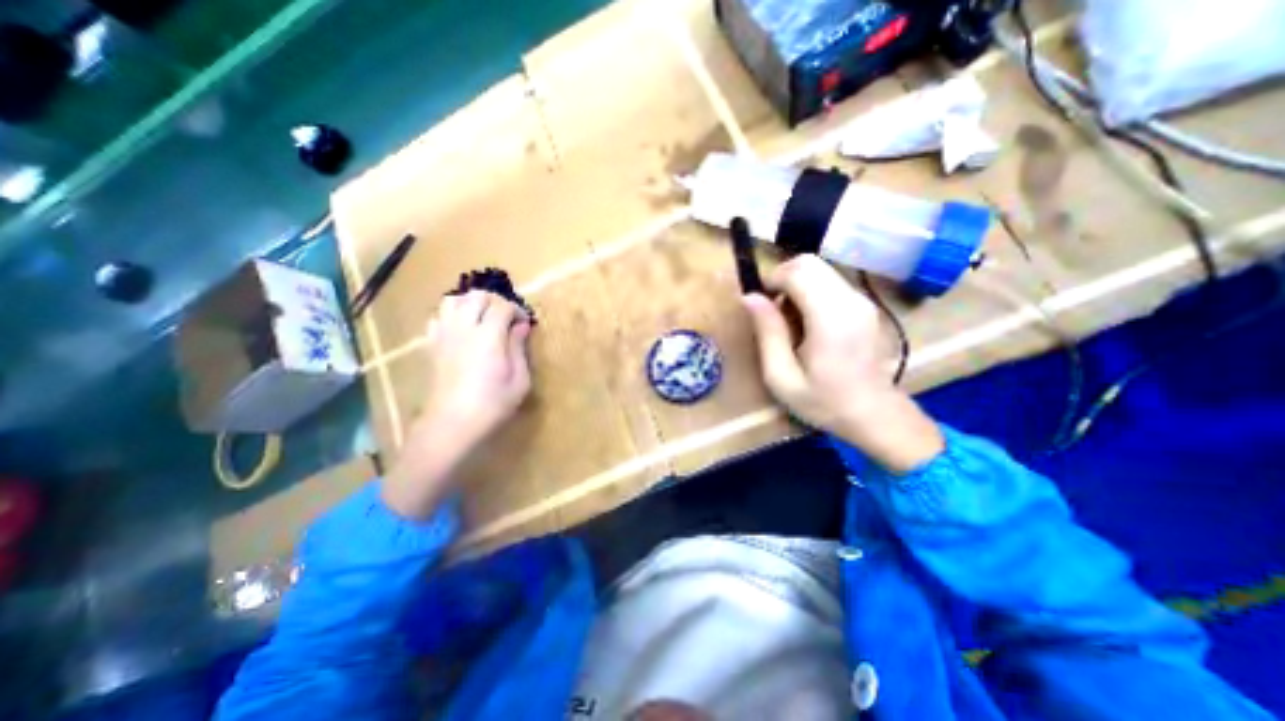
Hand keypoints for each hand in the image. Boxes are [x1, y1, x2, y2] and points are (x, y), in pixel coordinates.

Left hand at [377, 286, 530, 516]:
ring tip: (483, 316)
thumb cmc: (493, 404)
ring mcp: (444, 335)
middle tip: (506, 316)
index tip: (525, 323)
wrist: (451, 424)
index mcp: (489, 336)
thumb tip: (521, 326)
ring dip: (471, 302)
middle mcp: (464, 328)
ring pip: (453, 300)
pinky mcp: (432, 345)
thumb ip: (519, 348)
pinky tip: (461, 329)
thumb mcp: (519, 380)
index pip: (502, 306)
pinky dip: (451, 315)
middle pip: (477, 296)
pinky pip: (437, 317)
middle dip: (495, 300)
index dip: (517, 310)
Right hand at [744, 252, 939, 472]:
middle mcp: (850, 300)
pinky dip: (810, 291)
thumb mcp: (781, 376)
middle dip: (782, 278)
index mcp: (830, 318)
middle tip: (772, 311)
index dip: (772, 279)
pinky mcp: (863, 305)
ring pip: (819, 269)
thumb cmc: (823, 401)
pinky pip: (829, 282)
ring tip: (788, 320)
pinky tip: (806, 322)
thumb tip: (749, 297)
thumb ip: (767, 332)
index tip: (761, 304)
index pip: (798, 271)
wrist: (874, 414)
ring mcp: (861, 300)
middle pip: (809, 263)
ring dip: (795, 285)